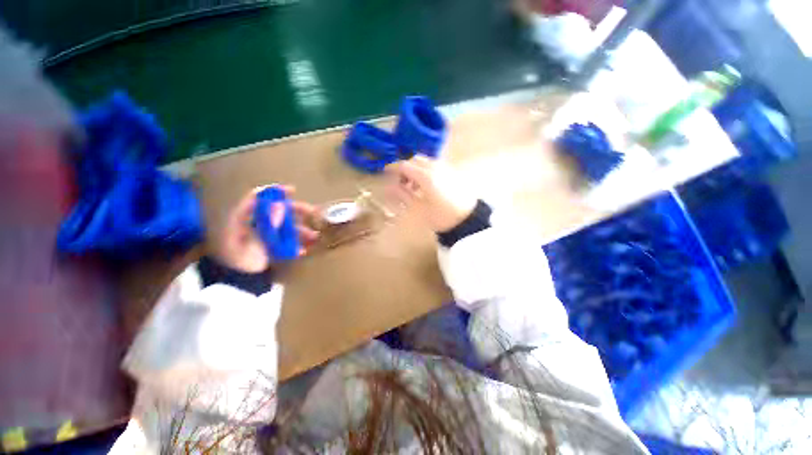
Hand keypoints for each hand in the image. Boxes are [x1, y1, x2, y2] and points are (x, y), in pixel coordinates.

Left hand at [214, 185, 318, 272]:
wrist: (237, 281)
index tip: (292, 191)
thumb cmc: (237, 260)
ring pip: (286, 226)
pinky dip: (296, 245)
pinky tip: (302, 251)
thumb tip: (281, 206)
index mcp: (244, 218)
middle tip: (312, 211)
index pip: (258, 198)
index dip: (274, 192)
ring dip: (301, 229)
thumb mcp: (246, 240)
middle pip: (277, 211)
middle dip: (296, 210)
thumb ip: (264, 224)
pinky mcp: (272, 246)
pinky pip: (287, 242)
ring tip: (314, 235)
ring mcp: (265, 235)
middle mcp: (256, 223)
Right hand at [385, 156, 476, 232]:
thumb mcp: (419, 209)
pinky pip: (435, 166)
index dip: (393, 168)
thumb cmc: (441, 217)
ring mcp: (446, 168)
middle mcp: (436, 167)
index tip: (385, 172)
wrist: (468, 220)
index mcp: (426, 176)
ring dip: (416, 170)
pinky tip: (426, 186)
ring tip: (413, 187)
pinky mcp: (453, 172)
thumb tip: (390, 186)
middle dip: (405, 168)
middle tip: (400, 182)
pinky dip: (426, 171)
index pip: (404, 165)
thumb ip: (403, 195)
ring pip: (426, 162)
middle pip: (415, 160)